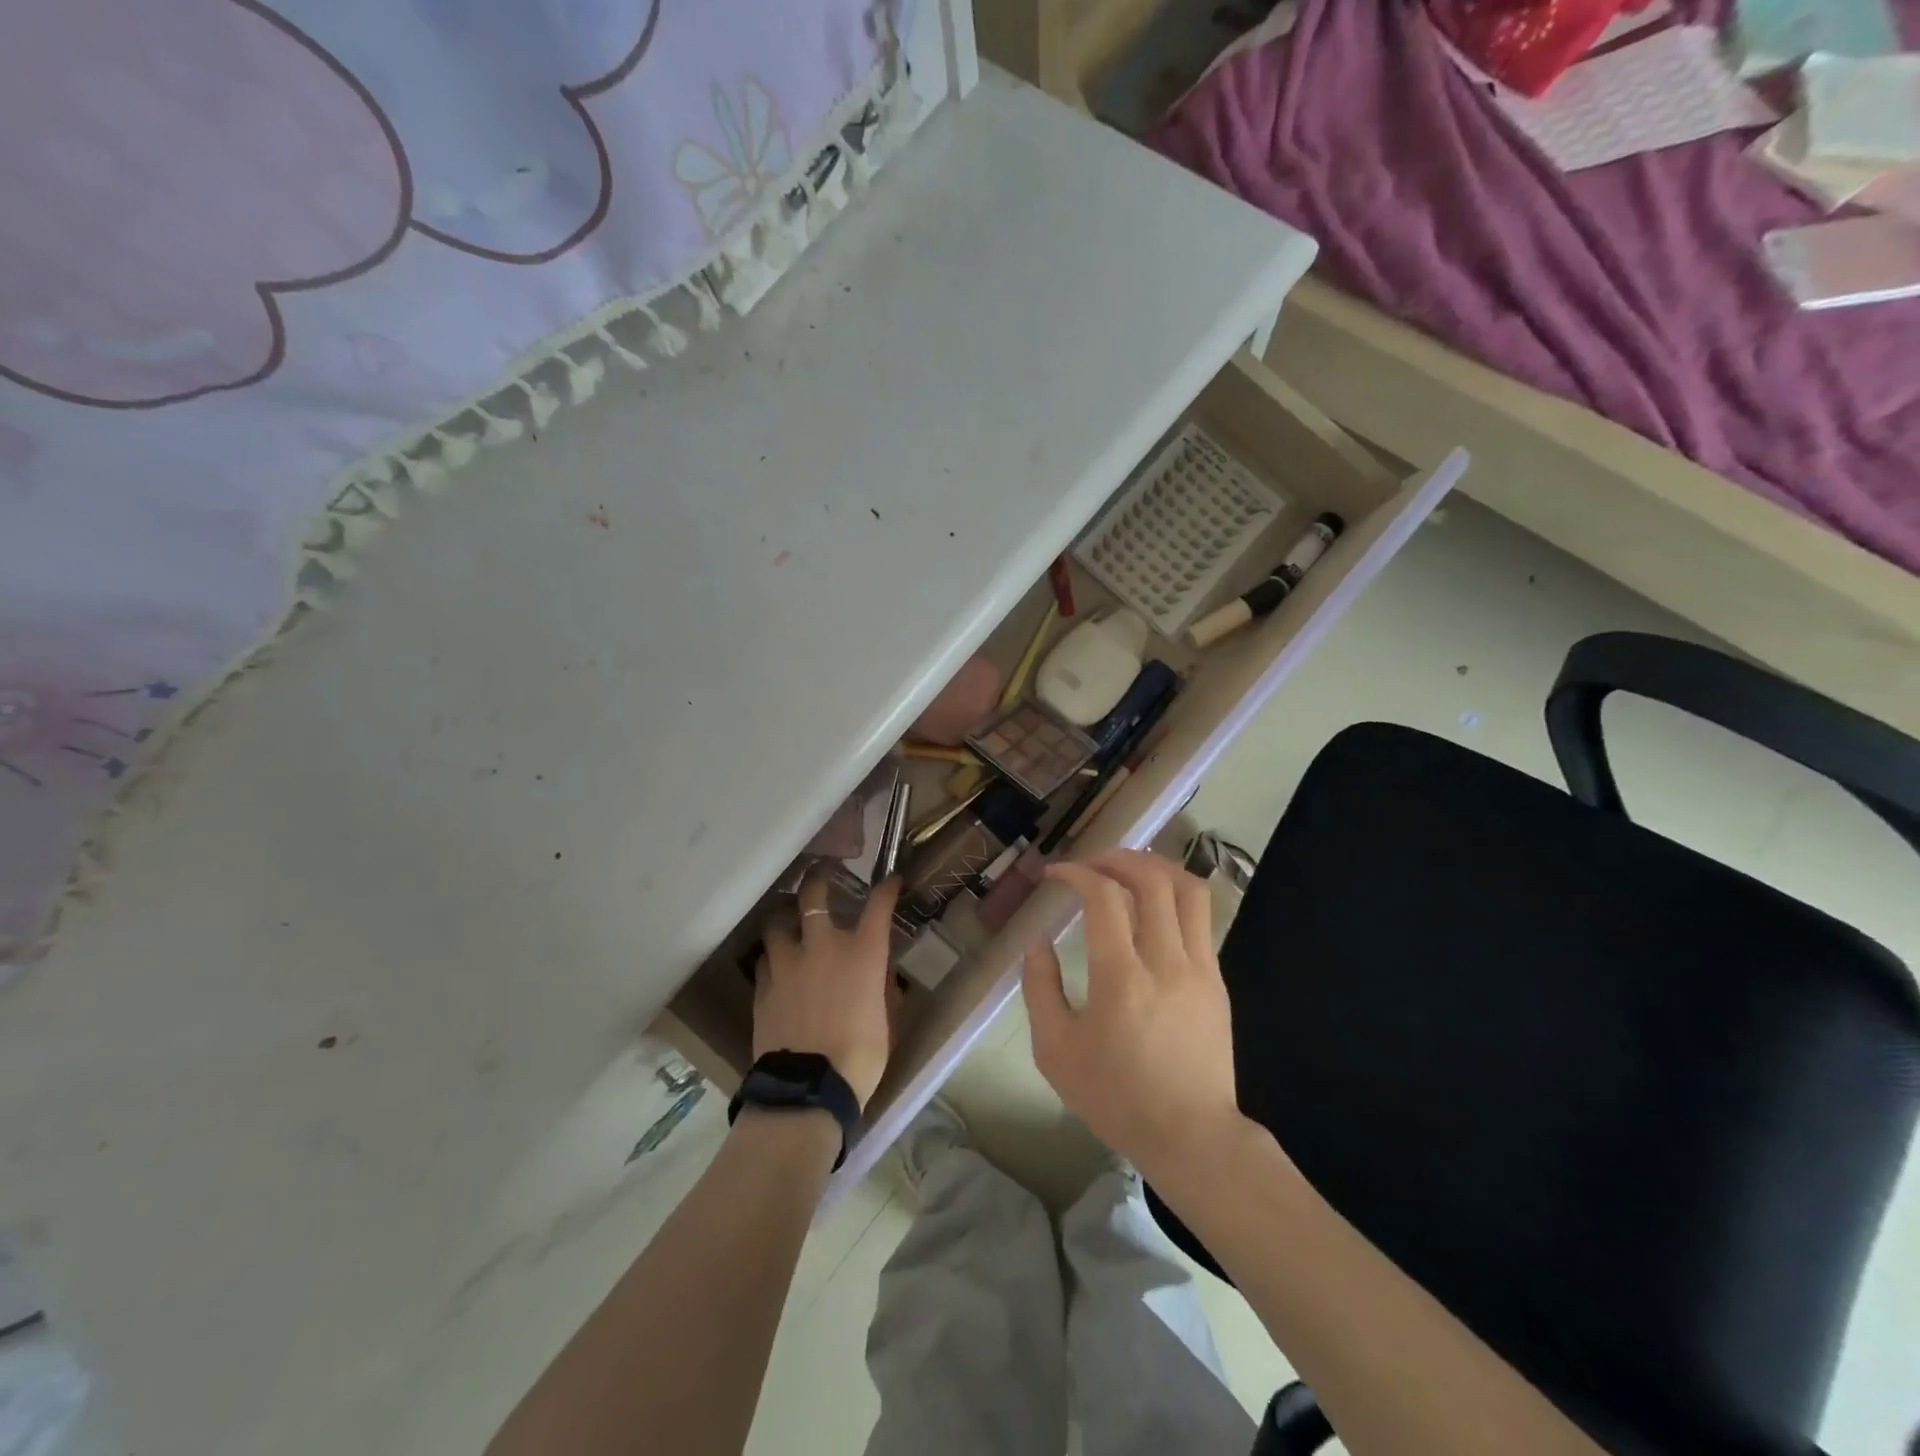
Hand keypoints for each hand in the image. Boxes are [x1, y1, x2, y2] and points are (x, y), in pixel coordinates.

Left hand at [755, 870, 900, 1107]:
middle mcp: (822, 946)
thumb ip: (878, 988)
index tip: (890, 879)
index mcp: (861, 953)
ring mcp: (787, 963)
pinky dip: (772, 956)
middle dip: (817, 878)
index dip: (886, 888)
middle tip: (820, 872)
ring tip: (787, 919)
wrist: (809, 1087)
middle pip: (813, 894)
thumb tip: (876, 978)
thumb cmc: (860, 1057)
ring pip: (777, 922)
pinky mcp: (762, 986)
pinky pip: (764, 959)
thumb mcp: (884, 1018)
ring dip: (784, 917)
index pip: (878, 905)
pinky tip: (775, 963)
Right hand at [1023, 849, 1244, 1184]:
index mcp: (1121, 977)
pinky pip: (1201, 919)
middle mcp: (1166, 961)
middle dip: (1118, 858)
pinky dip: (1174, 898)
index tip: (1055, 875)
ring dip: (1156, 868)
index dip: (1077, 872)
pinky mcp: (1217, 981)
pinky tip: (1152, 910)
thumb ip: (1039, 988)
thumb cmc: (1115, 1097)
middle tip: (1091, 864)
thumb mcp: (1055, 1051)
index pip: (1103, 896)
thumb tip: (1039, 943)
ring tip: (1128, 870)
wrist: (1191, 1137)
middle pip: (1153, 879)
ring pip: (1189, 890)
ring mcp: (1200, 968)